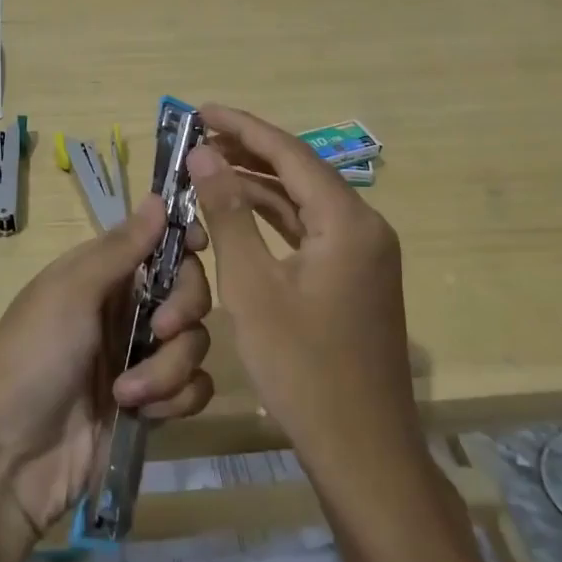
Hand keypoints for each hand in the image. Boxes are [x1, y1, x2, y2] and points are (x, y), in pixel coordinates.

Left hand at [0, 197, 213, 537]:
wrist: (7, 460)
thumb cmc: (31, 358)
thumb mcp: (70, 293)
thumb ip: (121, 248)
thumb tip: (156, 196)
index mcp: (102, 274)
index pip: (158, 243)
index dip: (183, 241)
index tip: (200, 247)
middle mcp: (125, 309)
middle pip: (189, 289)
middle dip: (183, 308)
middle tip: (161, 328)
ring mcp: (139, 358)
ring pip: (194, 342)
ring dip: (168, 368)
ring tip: (127, 394)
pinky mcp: (151, 405)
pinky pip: (192, 388)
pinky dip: (174, 399)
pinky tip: (142, 414)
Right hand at [188, 104, 416, 468]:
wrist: (361, 451)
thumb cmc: (302, 367)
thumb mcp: (253, 286)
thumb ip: (229, 213)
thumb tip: (204, 154)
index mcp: (348, 221)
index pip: (289, 153)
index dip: (242, 127)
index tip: (200, 110)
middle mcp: (364, 227)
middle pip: (300, 172)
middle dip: (248, 151)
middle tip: (197, 137)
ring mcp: (363, 255)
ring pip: (304, 202)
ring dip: (258, 183)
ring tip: (208, 166)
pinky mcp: (354, 279)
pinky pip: (310, 231)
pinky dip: (273, 218)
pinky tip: (239, 211)